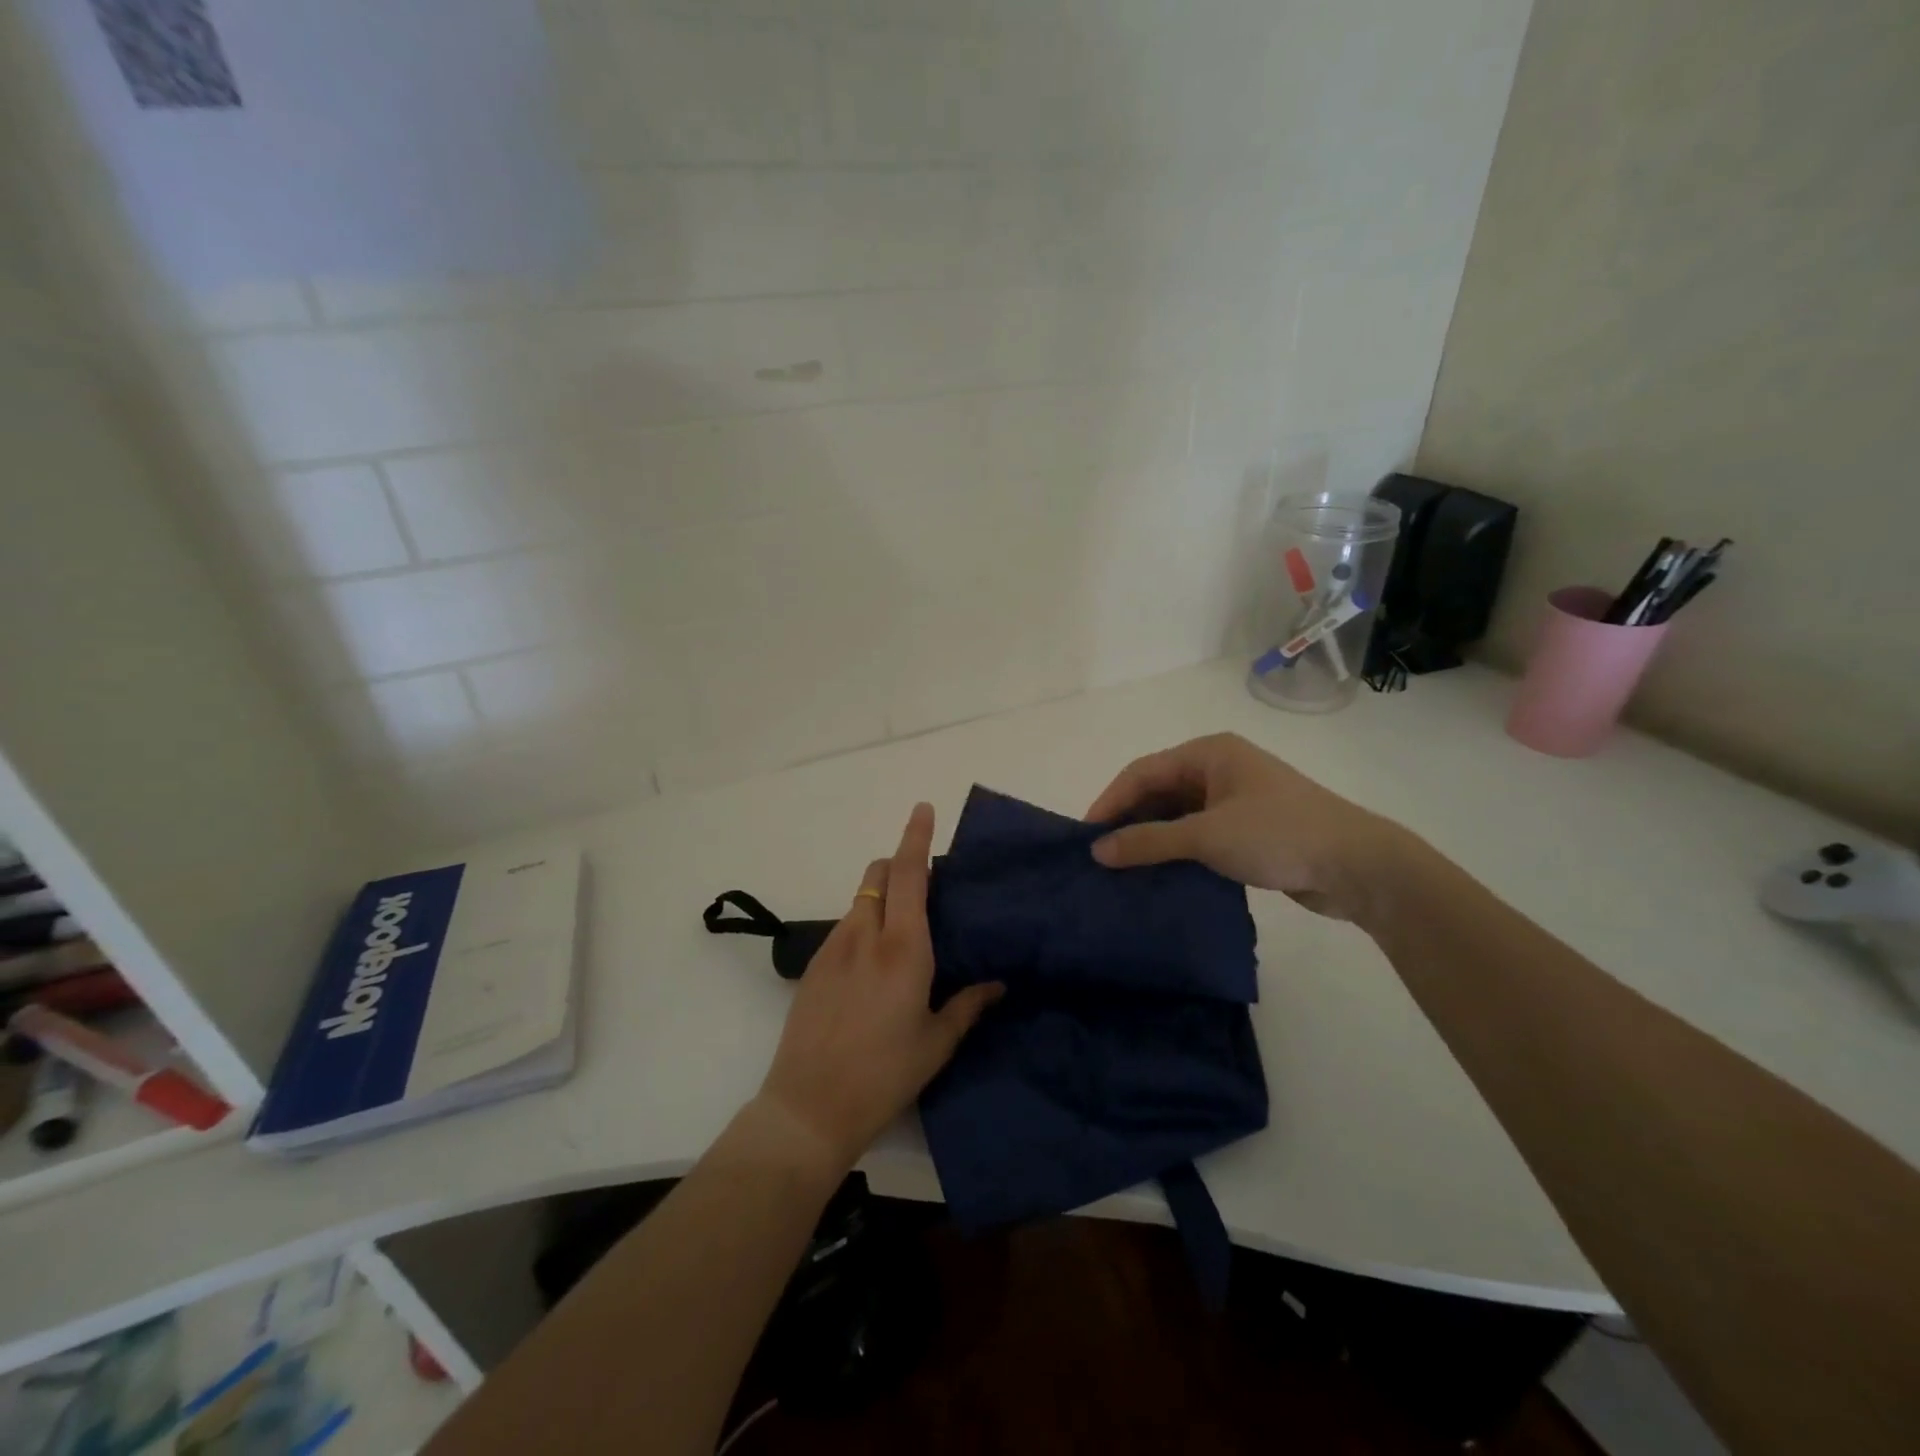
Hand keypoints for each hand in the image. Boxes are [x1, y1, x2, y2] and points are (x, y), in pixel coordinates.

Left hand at [756, 803, 1002, 1170]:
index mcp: (903, 948)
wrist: (808, 1107)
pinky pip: (845, 927)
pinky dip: (864, 924)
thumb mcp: (936, 1043)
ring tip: (903, 933)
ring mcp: (833, 947)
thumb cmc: (884, 1075)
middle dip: (901, 865)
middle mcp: (866, 934)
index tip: (923, 808)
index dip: (916, 836)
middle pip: (880, 874)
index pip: (910, 874)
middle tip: (927, 888)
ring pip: (861, 899)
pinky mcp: (813, 966)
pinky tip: (874, 966)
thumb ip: (968, 1005)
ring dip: (883, 896)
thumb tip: (998, 983)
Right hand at [1086, 733, 1419, 924]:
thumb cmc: (1278, 835)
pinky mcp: (1247, 829)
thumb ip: (1149, 842)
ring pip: (1177, 815)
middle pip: (1159, 791)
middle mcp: (1219, 769)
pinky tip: (1158, 874)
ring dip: (1152, 839)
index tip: (1085, 836)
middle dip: (1129, 821)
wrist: (1359, 866)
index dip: (1111, 801)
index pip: (1143, 772)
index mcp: (1209, 753)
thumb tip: (1097, 850)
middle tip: (1100, 856)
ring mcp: (1235, 799)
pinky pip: (1197, 834)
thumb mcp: (1206, 836)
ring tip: (1122, 869)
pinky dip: (1176, 851)